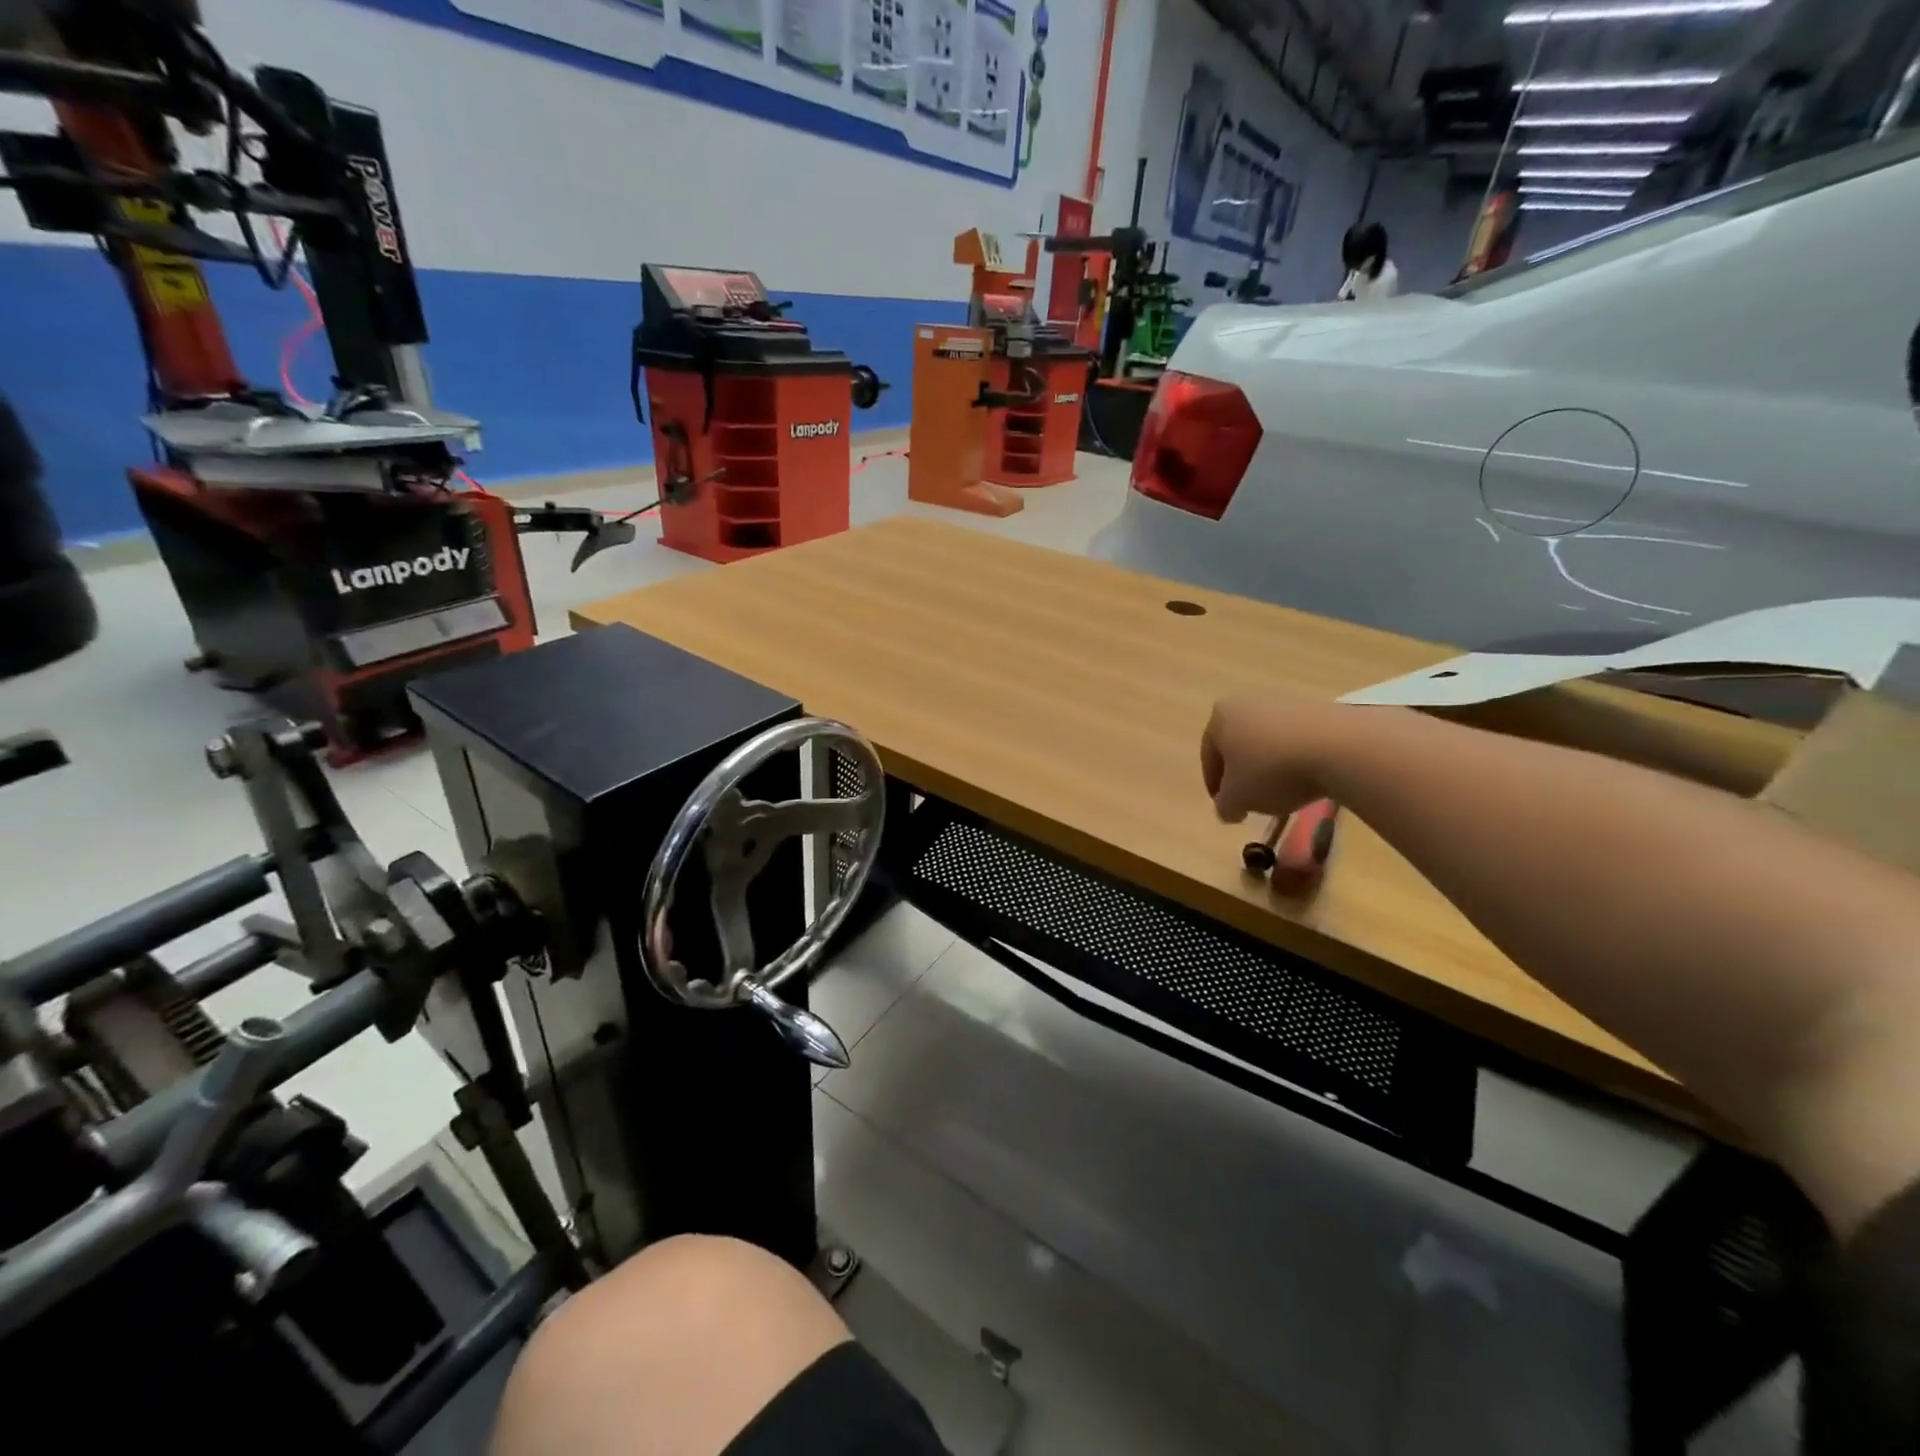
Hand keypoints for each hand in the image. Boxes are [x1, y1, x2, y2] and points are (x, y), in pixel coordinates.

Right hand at [1200, 695, 1332, 823]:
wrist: (1339, 747)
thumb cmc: (1271, 770)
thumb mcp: (1237, 800)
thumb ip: (1224, 806)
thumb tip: (1228, 809)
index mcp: (1220, 716)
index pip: (1209, 756)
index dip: (1216, 786)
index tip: (1228, 808)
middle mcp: (1248, 702)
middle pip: (1239, 745)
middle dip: (1244, 772)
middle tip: (1253, 800)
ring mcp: (1286, 702)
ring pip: (1269, 741)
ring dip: (1272, 766)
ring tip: (1285, 792)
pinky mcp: (1319, 709)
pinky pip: (1298, 739)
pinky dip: (1298, 759)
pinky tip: (1309, 779)